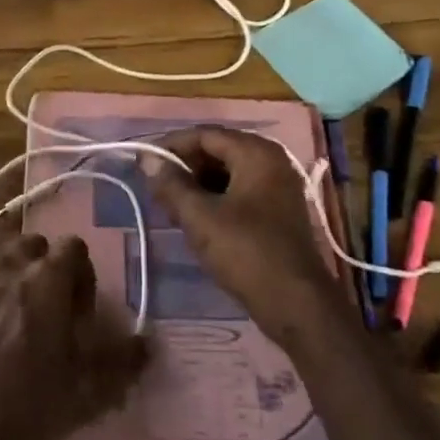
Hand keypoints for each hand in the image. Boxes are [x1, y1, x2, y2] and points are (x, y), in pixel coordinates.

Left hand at [0, 235, 148, 439]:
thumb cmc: (24, 405)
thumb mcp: (86, 392)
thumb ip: (122, 361)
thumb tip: (146, 342)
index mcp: (47, 279)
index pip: (73, 247)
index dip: (80, 276)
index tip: (76, 311)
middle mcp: (7, 264)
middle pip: (33, 247)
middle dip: (42, 270)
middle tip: (41, 313)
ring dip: (7, 282)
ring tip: (3, 325)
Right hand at [141, 127, 347, 345]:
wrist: (296, 304)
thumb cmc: (246, 252)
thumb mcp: (200, 217)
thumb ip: (171, 184)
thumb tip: (146, 159)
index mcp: (257, 153)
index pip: (205, 134)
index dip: (171, 145)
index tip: (143, 162)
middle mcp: (272, 160)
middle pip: (218, 150)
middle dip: (184, 166)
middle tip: (154, 185)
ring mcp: (278, 185)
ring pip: (228, 172)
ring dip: (198, 183)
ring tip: (169, 203)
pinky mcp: (278, 209)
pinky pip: (240, 190)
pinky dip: (215, 197)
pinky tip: (194, 217)